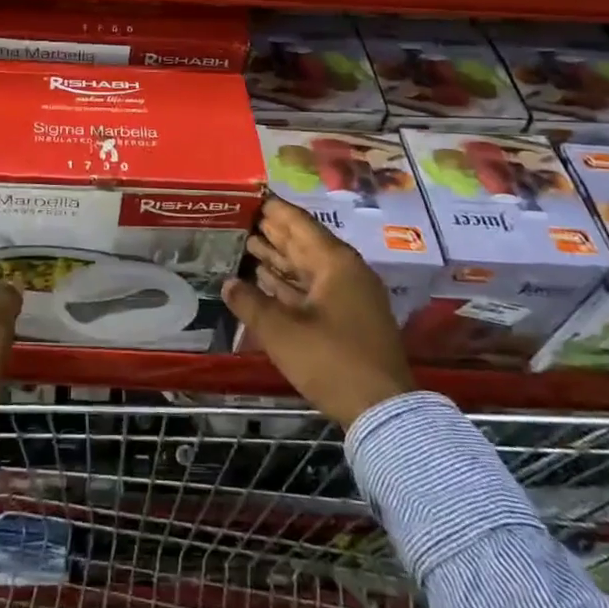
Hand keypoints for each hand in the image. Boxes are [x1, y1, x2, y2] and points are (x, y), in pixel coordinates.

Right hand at [223, 195, 415, 428]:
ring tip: (247, 243)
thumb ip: (250, 303)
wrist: (381, 411)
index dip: (273, 209)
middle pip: (303, 243)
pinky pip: (312, 289)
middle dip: (273, 231)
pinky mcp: (347, 319)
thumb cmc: (331, 361)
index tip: (249, 196)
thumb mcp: (282, 332)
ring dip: (278, 257)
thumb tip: (227, 283)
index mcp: (335, 263)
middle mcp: (345, 272)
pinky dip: (289, 282)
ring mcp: (349, 296)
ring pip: (307, 267)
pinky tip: (265, 279)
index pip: (298, 223)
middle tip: (241, 217)